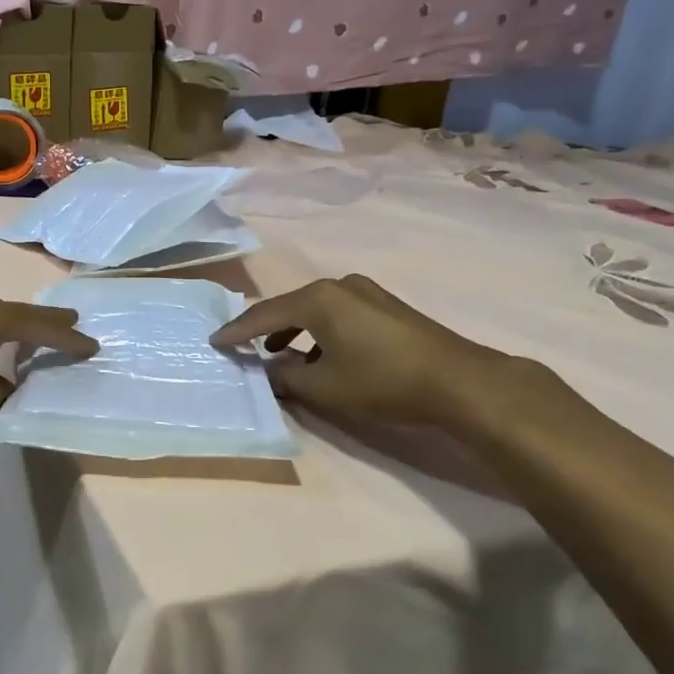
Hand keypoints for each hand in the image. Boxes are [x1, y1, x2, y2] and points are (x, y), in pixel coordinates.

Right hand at [210, 275, 570, 442]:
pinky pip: (339, 315)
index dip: (238, 331)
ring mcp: (368, 293)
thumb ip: (286, 377)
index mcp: (319, 299)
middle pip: (291, 306)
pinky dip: (321, 332)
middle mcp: (341, 285)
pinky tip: (323, 356)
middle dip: (266, 329)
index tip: (216, 341)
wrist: (458, 380)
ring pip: (317, 310)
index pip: (265, 314)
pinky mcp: (387, 307)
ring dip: (295, 332)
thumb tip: (268, 369)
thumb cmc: (381, 381)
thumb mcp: (324, 387)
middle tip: (244, 346)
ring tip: (281, 355)